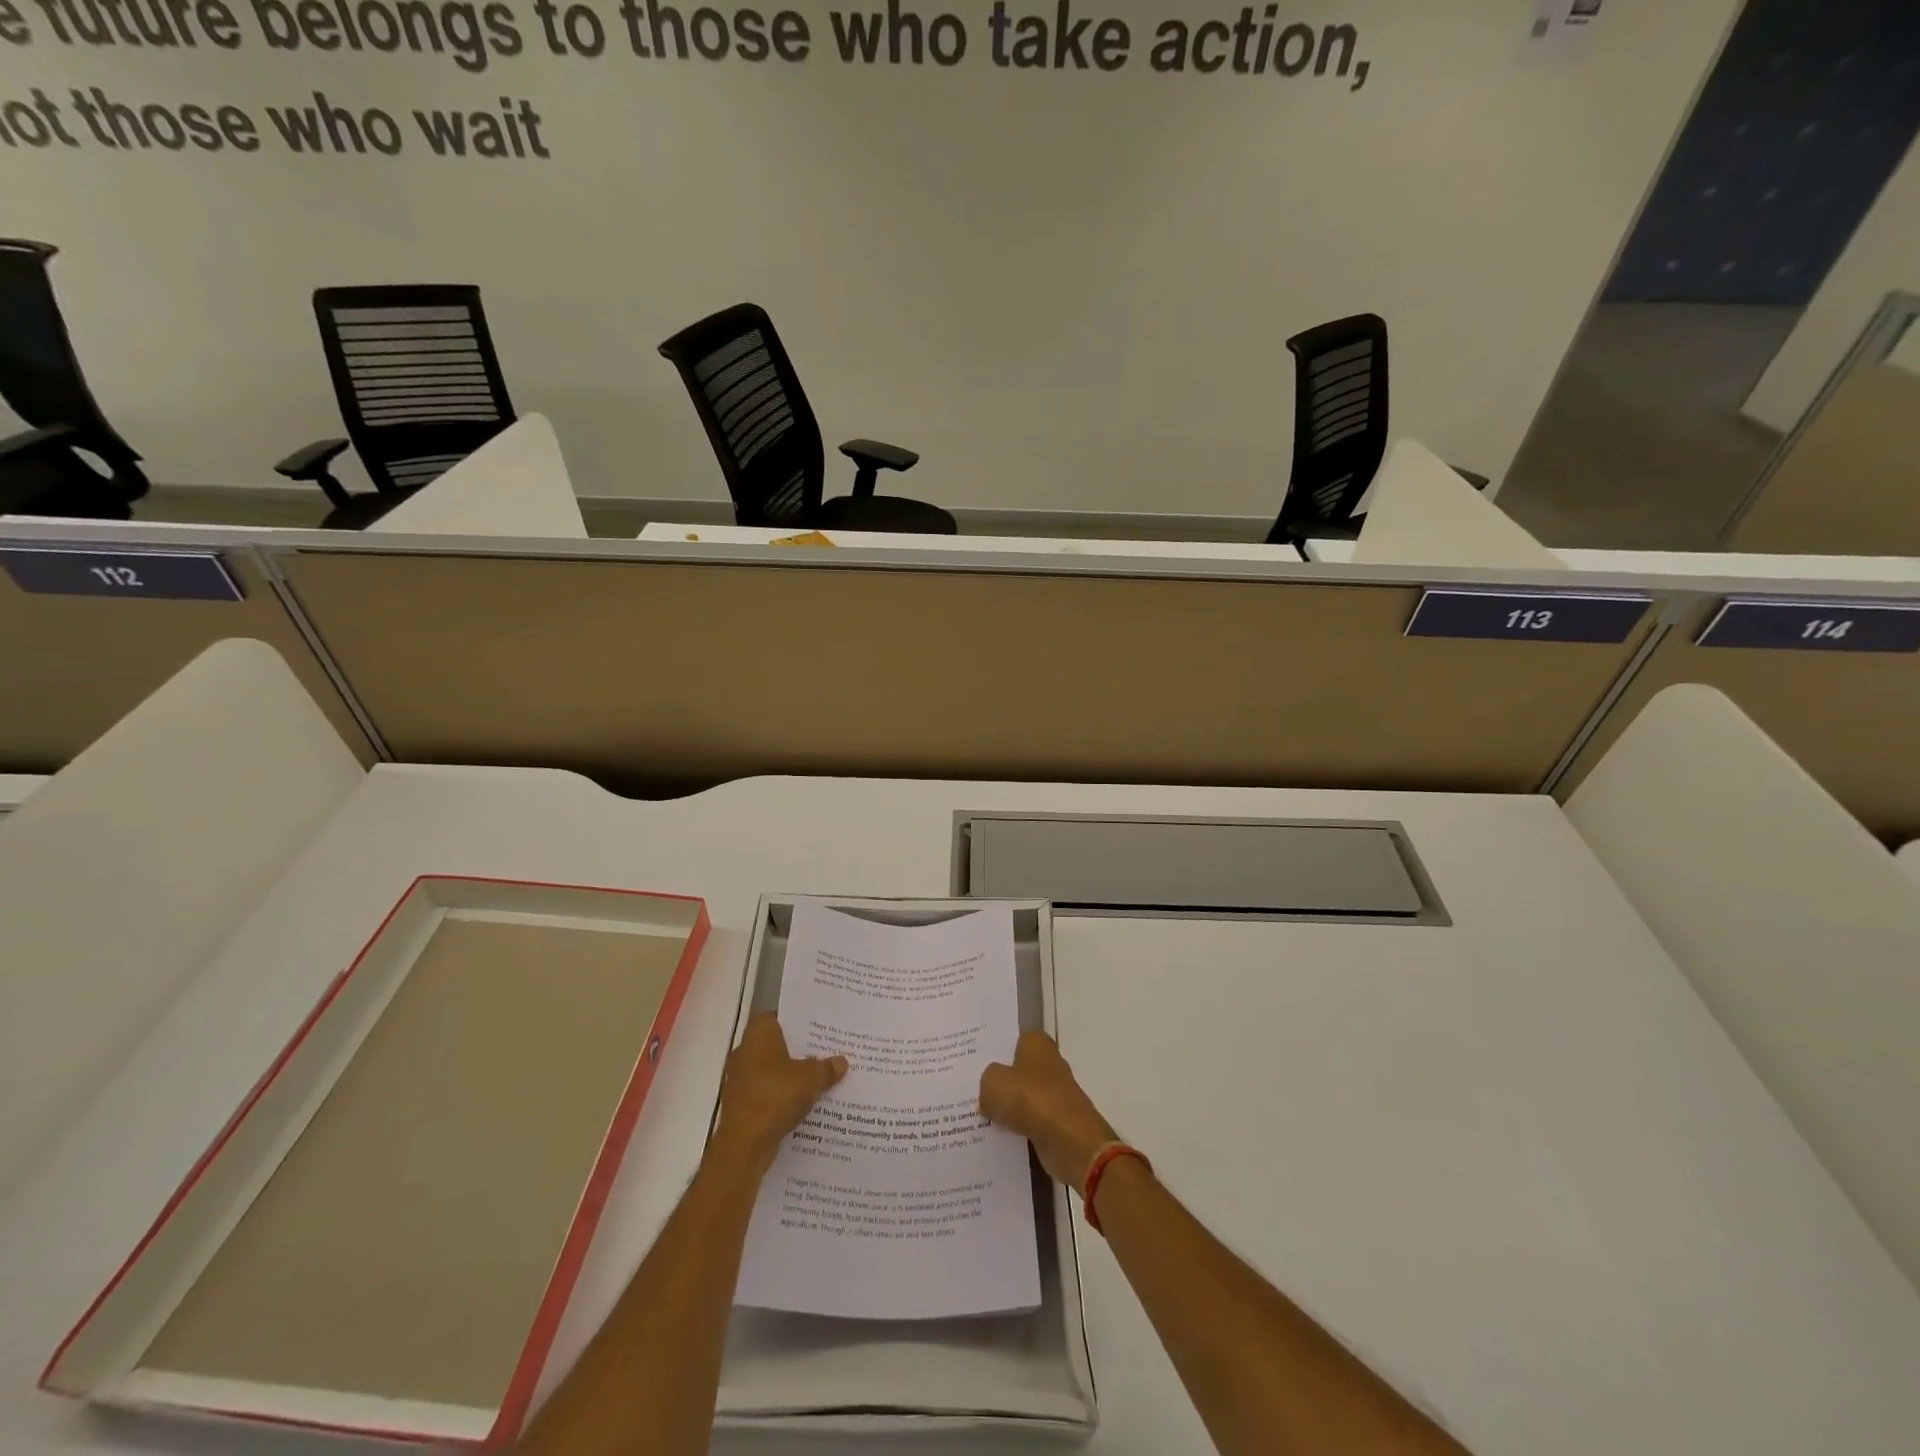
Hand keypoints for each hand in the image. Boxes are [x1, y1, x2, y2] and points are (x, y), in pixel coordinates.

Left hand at [714, 1015, 846, 1172]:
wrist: (744, 1144)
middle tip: (824, 1051)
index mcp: (758, 1035)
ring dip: (789, 1076)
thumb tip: (841, 1062)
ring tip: (818, 1078)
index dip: (794, 1020)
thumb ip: (827, 1067)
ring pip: (771, 1071)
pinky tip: (803, 1103)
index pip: (775, 1016)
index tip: (815, 1026)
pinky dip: (781, 1097)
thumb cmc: (776, 1096)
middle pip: (774, 1045)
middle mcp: (745, 1053)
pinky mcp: (741, 1106)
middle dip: (797, 1050)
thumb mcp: (811, 1078)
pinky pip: (766, 1093)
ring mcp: (740, 1081)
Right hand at [979, 1031, 1118, 1190]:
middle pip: (1016, 1069)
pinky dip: (1017, 1128)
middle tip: (970, 1090)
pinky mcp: (1058, 1121)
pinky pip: (1030, 1121)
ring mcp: (1055, 1093)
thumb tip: (989, 1094)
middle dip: (998, 1080)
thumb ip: (986, 1081)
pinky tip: (996, 1136)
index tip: (972, 1062)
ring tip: (977, 1116)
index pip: (1011, 1039)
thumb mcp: (993, 1083)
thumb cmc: (1031, 1100)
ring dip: (1007, 1108)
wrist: (1071, 1142)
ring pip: (1022, 1097)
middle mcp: (1049, 1062)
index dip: (992, 1050)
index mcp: (1036, 1043)